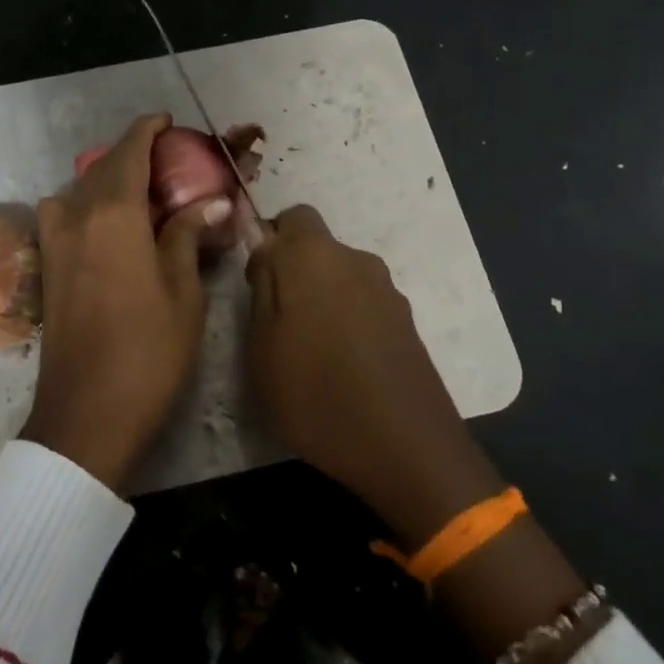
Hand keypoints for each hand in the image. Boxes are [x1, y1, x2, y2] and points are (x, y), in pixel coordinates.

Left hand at [20, 113, 233, 490]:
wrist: (87, 413)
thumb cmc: (148, 351)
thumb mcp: (183, 291)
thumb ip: (187, 236)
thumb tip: (210, 203)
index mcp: (112, 213)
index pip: (129, 151)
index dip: (148, 130)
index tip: (168, 121)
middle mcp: (75, 216)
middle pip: (103, 169)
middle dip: (134, 157)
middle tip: (171, 165)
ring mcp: (54, 242)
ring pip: (81, 192)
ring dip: (110, 183)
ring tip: (145, 198)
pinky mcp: (48, 268)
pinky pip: (67, 217)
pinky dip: (91, 208)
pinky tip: (117, 231)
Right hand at [244, 205, 504, 546]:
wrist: (406, 448)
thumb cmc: (316, 395)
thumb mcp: (262, 344)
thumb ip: (262, 285)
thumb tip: (263, 246)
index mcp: (314, 256)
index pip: (291, 216)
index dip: (270, 241)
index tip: (257, 281)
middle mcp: (355, 259)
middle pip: (317, 248)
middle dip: (294, 273)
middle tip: (277, 325)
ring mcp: (387, 289)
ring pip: (340, 277)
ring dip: (322, 298)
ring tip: (311, 352)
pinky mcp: (407, 320)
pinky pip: (364, 303)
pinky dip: (348, 320)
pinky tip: (344, 365)